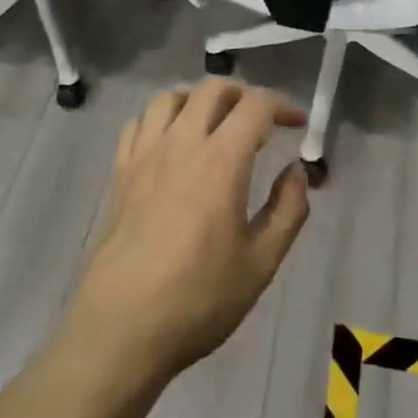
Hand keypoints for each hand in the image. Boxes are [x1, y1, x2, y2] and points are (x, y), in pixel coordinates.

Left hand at [64, 79, 309, 382]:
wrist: (122, 328)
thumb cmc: (198, 299)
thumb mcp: (261, 263)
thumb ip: (288, 210)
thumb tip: (296, 172)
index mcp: (221, 161)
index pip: (255, 105)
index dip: (282, 106)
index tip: (297, 125)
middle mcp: (181, 143)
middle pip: (213, 89)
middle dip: (243, 95)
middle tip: (260, 122)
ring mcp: (145, 154)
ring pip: (171, 97)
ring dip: (199, 99)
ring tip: (215, 123)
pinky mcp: (120, 172)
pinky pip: (140, 123)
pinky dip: (161, 118)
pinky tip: (171, 141)